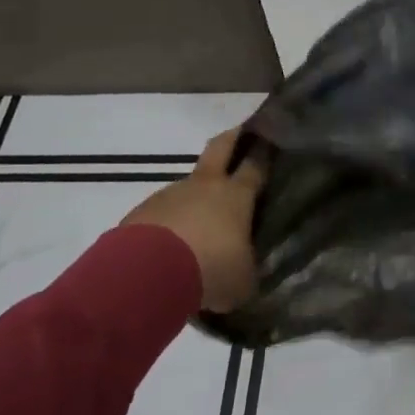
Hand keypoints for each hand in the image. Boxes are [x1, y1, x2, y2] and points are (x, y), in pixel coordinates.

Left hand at [122, 129, 263, 312]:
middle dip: (233, 137)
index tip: (272, 140)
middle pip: (221, 147)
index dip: (265, 151)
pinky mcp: (142, 212)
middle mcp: (205, 186)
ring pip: (188, 186)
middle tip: (241, 134)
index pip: (256, 164)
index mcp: (236, 195)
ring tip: (197, 226)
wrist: (147, 274)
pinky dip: (168, 224)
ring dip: (194, 197)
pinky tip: (167, 248)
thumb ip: (246, 270)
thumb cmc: (210, 269)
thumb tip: (246, 271)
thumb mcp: (241, 280)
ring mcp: (170, 194)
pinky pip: (161, 213)